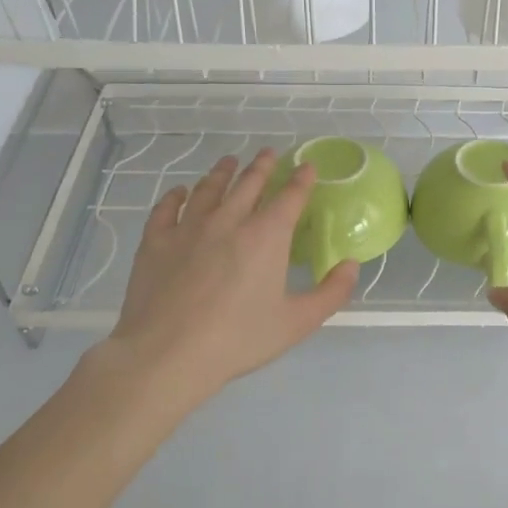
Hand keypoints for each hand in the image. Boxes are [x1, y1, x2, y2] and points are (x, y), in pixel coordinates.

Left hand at [75, 149, 357, 413]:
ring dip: (222, 172)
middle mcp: (229, 220)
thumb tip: (351, 265)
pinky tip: (180, 192)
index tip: (307, 166)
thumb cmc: (238, 339)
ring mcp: (188, 227)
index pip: (290, 196)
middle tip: (269, 153)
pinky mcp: (156, 241)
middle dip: (263, 166)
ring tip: (229, 162)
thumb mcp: (297, 323)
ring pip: (209, 188)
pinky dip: (176, 195)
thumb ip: (331, 293)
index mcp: (267, 236)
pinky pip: (167, 208)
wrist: (167, 354)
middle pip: (249, 183)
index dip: (301, 179)